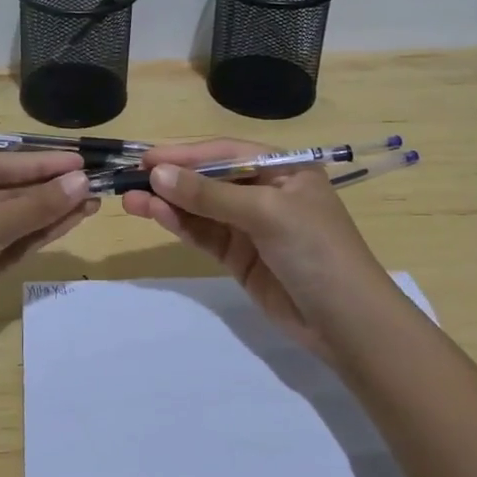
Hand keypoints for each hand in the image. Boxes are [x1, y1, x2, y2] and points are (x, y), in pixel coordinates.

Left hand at [0, 152, 97, 364]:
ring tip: (93, 201)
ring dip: (52, 210)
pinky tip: (71, 222)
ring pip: (16, 218)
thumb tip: (80, 181)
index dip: (40, 163)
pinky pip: (15, 243)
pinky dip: (41, 233)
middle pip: (8, 190)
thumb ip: (33, 206)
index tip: (80, 161)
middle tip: (94, 182)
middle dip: (49, 187)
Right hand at [121, 140, 387, 359]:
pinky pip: (204, 233)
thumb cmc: (316, 251)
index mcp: (282, 168)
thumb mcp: (266, 214)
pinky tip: (155, 215)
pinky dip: (180, 224)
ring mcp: (250, 225)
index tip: (146, 158)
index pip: (225, 153)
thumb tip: (157, 174)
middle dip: (171, 178)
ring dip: (167, 202)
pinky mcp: (239, 256)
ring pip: (201, 207)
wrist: (348, 324)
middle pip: (209, 179)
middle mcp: (264, 191)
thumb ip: (210, 195)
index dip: (185, 154)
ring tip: (129, 199)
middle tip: (129, 179)